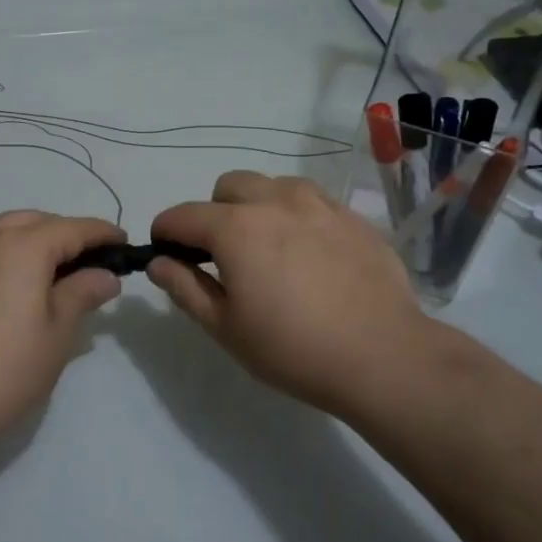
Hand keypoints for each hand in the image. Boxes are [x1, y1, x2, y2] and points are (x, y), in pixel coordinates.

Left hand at [0, 212, 124, 435]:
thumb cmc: (4, 369)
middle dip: (67, 234)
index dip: (102, 233)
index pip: (73, 227)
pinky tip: (17, 285)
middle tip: (91, 263)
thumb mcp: (57, 334)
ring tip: (56, 274)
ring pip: (7, 231)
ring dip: (35, 241)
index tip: (124, 243)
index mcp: (23, 245)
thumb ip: (82, 294)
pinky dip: (8, 254)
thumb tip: (106, 276)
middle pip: (37, 222)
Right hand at [149, 171, 470, 417]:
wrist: (384, 356)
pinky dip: (297, 215)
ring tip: (270, 247)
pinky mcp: (353, 216)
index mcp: (235, 228)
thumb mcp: (226, 328)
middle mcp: (274, 201)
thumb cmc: (294, 348)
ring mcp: (319, 204)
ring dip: (258, 206)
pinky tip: (310, 253)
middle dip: (214, 211)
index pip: (182, 215)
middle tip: (224, 255)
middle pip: (228, 186)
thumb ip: (185, 288)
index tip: (166, 254)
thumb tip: (158, 262)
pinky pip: (312, 200)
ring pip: (273, 185)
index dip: (165, 233)